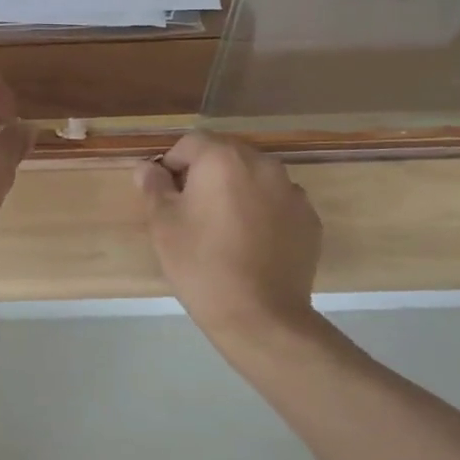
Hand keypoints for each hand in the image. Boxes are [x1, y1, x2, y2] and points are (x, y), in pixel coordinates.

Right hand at [136, 133, 324, 352]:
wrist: (260, 316)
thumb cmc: (201, 263)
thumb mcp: (163, 223)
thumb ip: (154, 186)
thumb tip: (149, 168)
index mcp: (223, 158)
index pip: (190, 143)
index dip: (172, 164)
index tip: (165, 195)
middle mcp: (262, 164)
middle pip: (225, 156)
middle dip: (206, 175)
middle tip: (191, 212)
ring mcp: (292, 191)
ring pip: (254, 178)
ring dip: (236, 191)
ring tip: (224, 229)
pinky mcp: (310, 220)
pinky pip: (277, 203)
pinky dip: (262, 212)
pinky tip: (251, 244)